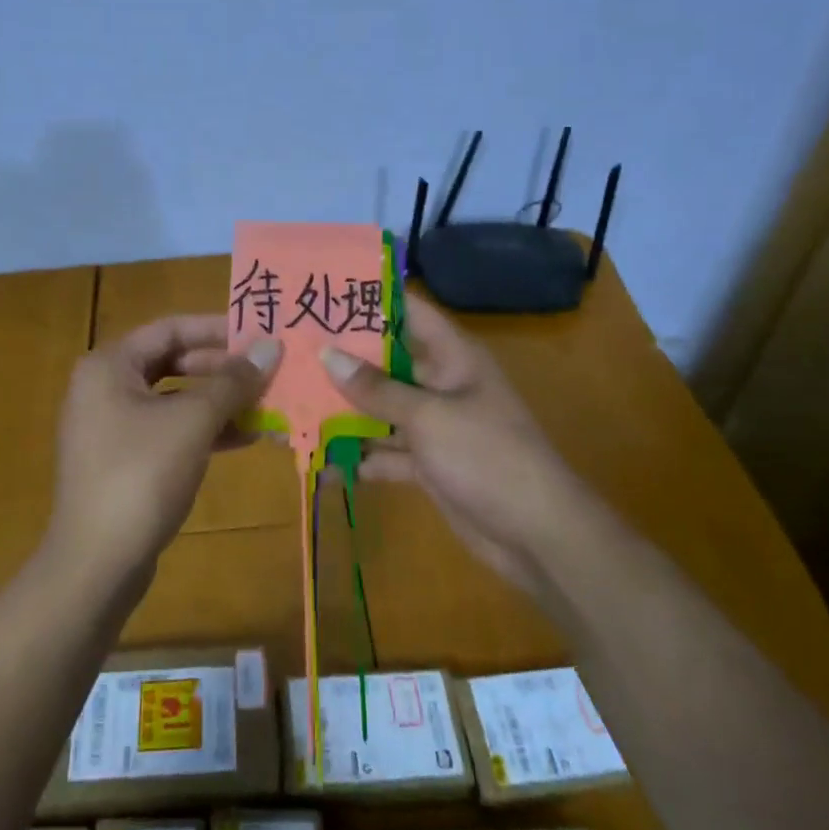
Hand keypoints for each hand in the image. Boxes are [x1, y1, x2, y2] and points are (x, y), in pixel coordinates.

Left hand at [47, 315, 281, 587]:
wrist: (96, 563)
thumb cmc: (141, 475)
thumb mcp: (193, 421)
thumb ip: (232, 381)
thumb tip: (270, 347)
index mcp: (110, 365)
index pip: (170, 328)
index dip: (217, 328)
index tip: (259, 334)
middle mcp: (105, 387)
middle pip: (172, 362)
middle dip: (222, 369)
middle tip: (267, 372)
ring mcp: (112, 426)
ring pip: (174, 399)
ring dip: (219, 402)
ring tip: (267, 406)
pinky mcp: (123, 461)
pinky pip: (169, 430)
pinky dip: (204, 430)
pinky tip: (245, 438)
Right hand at [321, 299, 571, 595]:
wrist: (536, 534)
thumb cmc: (486, 456)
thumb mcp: (428, 416)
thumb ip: (376, 388)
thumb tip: (327, 354)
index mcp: (452, 357)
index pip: (409, 312)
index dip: (371, 300)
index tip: (325, 294)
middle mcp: (441, 383)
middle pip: (387, 362)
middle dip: (344, 360)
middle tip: (292, 351)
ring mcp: (435, 425)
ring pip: (382, 409)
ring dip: (346, 411)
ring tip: (294, 404)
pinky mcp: (428, 463)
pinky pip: (387, 451)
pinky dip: (361, 456)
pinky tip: (322, 461)